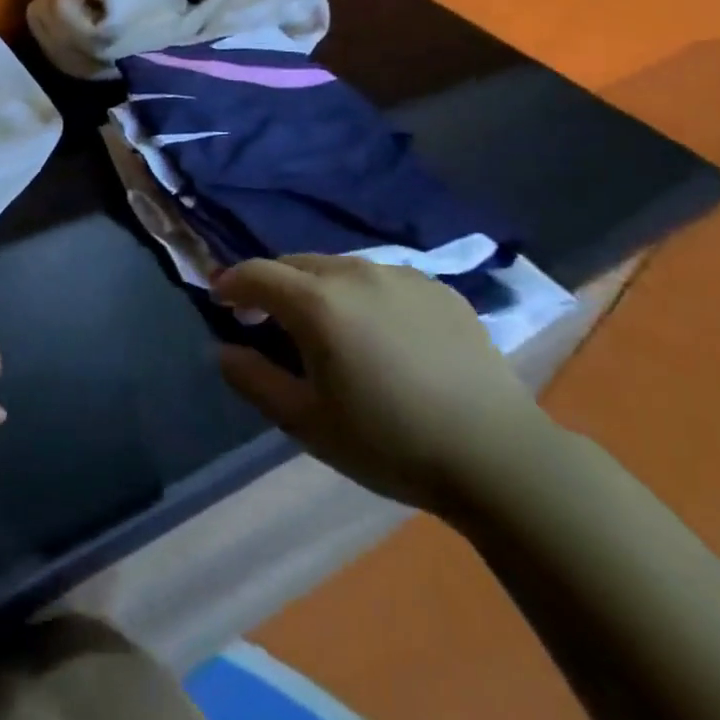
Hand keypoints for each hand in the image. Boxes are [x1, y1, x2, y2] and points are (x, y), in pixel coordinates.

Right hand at [215, 255, 551, 510]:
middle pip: (295, 263)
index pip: (256, 273)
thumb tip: (224, 350)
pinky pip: (382, 279)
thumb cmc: (389, 442)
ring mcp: (401, 276)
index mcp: (317, 302)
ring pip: (339, 268)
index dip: (231, 284)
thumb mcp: (306, 422)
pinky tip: (379, 333)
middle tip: (267, 320)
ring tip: (325, 327)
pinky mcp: (438, 288)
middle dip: (272, 285)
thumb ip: (253, 380)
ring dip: (317, 288)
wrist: (498, 456)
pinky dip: (362, 295)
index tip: (221, 301)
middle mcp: (355, 273)